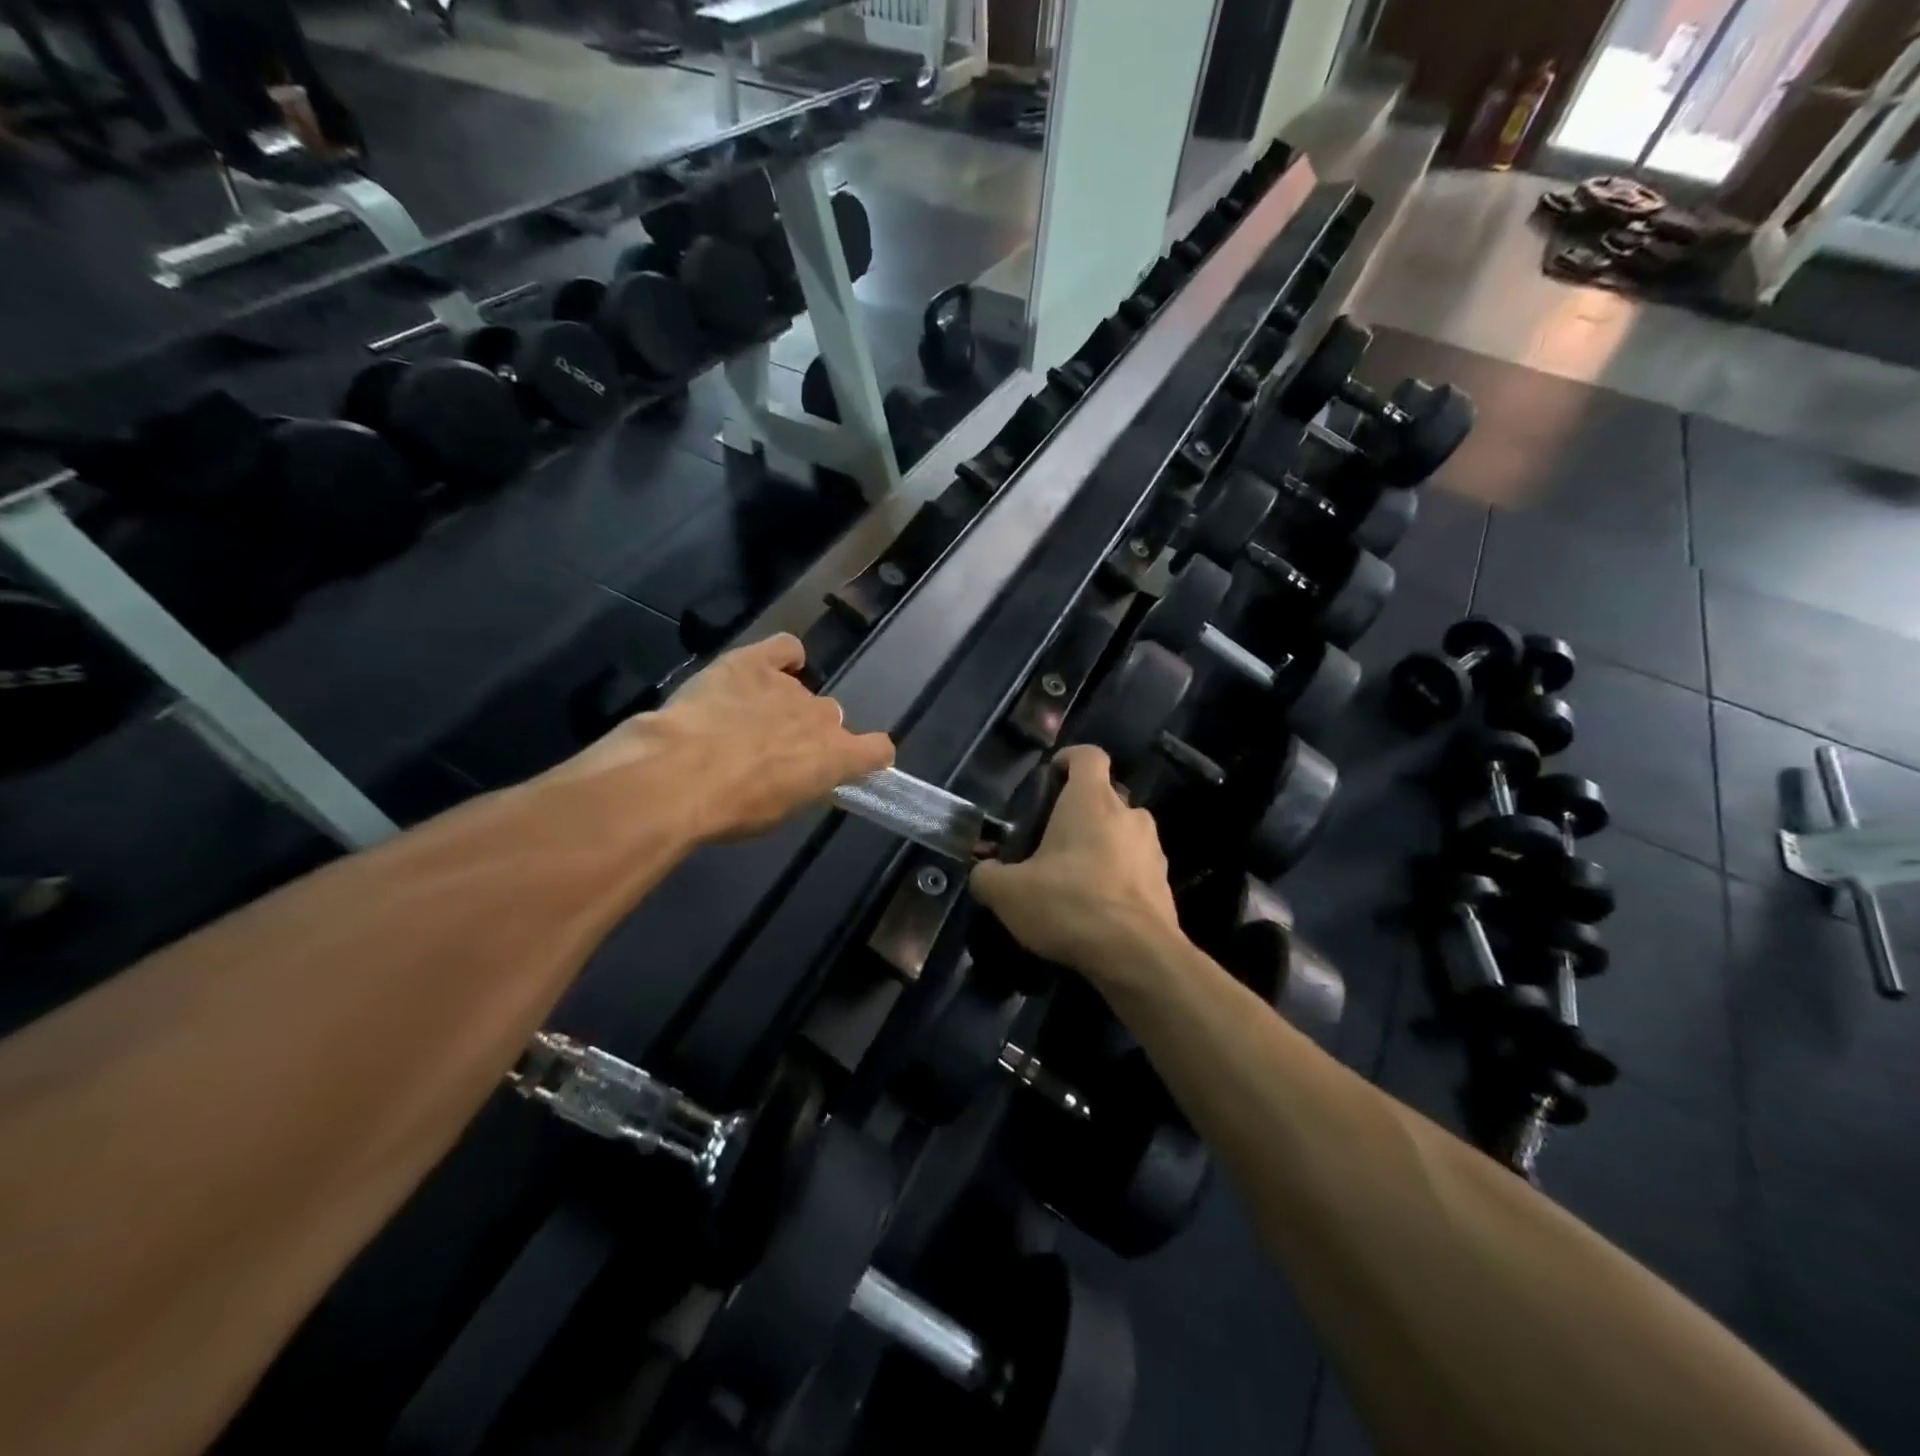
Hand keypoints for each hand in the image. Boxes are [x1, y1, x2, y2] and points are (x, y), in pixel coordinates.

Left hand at [556, 635, 893, 842]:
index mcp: (836, 757)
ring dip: (785, 704)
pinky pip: (784, 648)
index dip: (868, 757)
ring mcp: (788, 686)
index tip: (851, 766)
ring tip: (748, 719)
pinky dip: (782, 657)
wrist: (679, 776)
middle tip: (776, 753)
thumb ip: (800, 785)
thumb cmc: (731, 809)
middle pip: (831, 719)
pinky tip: (767, 669)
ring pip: (801, 691)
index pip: (878, 750)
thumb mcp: (777, 813)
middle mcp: (822, 716)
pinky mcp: (752, 663)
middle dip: (810, 733)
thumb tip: (796, 774)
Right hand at [970, 745, 1183, 982]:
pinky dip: (1118, 876)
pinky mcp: (1165, 882)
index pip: (1088, 755)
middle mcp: (1129, 813)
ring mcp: (1153, 848)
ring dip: (1101, 845)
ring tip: (1074, 877)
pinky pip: (1136, 866)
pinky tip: (1097, 905)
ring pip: (1122, 832)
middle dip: (1079, 812)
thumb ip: (987, 875)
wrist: (1137, 956)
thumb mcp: (1008, 893)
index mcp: (1092, 800)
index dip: (1068, 758)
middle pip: (1104, 796)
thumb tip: (984, 872)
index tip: (1050, 777)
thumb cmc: (1070, 904)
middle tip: (1051, 840)